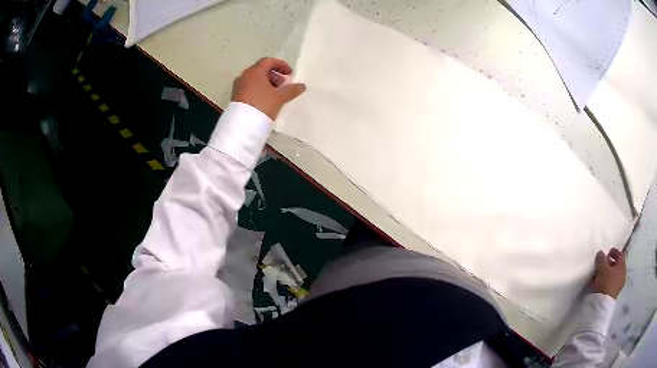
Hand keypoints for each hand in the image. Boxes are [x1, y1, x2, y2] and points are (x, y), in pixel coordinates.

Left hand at [232, 57, 305, 119]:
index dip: (281, 65)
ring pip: (255, 80)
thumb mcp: (280, 97)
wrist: (243, 125)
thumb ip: (292, 90)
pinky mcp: (236, 97)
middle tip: (283, 86)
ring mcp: (238, 87)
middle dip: (274, 76)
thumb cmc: (262, 105)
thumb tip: (302, 86)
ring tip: (275, 95)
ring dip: (267, 84)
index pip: (268, 61)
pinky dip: (259, 90)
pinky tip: (266, 101)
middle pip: (261, 70)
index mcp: (254, 71)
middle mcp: (244, 76)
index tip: (289, 74)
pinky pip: (250, 88)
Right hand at [591, 247, 625, 298]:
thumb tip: (601, 253)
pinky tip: (600, 283)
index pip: (620, 254)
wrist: (602, 305)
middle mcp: (622, 274)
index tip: (608, 251)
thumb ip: (602, 258)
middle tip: (603, 263)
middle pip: (617, 265)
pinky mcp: (613, 294)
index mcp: (622, 265)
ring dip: (607, 273)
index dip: (614, 252)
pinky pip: (610, 284)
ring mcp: (618, 285)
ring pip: (613, 275)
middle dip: (610, 263)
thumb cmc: (605, 282)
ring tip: (599, 274)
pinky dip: (606, 281)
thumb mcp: (602, 267)